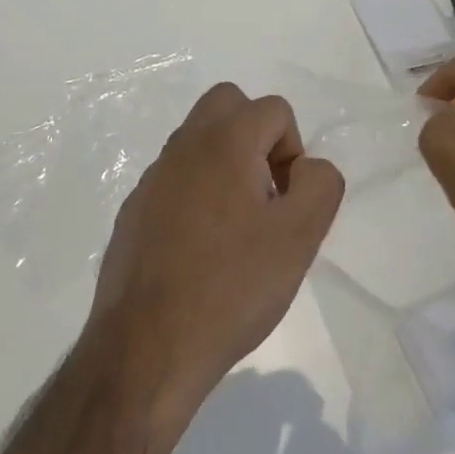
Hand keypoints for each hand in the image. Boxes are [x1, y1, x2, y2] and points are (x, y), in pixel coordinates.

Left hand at [85, 83, 343, 421]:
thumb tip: (306, 167)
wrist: (146, 348)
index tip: (286, 202)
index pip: (274, 109)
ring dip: (226, 165)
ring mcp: (152, 178)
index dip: (293, 151)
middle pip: (228, 105)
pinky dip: (197, 194)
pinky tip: (201, 251)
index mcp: (224, 141)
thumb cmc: (231, 287)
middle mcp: (183, 146)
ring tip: (237, 229)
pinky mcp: (134, 210)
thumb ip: (320, 184)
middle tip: (265, 195)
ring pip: (199, 141)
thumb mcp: (299, 237)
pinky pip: (175, 179)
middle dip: (257, 137)